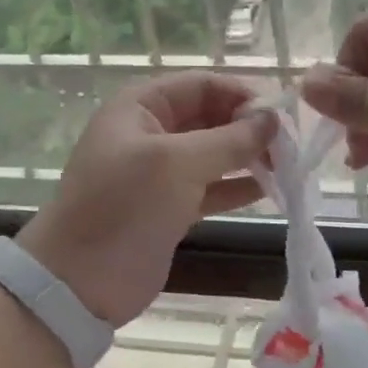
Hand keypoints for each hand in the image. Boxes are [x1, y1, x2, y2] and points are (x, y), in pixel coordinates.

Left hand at [17, 73, 275, 326]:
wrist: (78, 282)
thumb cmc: (124, 208)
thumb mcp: (177, 164)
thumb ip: (229, 139)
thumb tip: (273, 120)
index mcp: (140, 107)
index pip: (201, 85)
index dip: (241, 95)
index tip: (280, 117)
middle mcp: (150, 132)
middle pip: (210, 117)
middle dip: (248, 128)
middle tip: (290, 147)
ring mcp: (159, 173)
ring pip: (213, 153)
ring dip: (248, 157)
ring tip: (287, 168)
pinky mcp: (168, 208)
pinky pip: (210, 187)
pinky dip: (237, 187)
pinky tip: (270, 190)